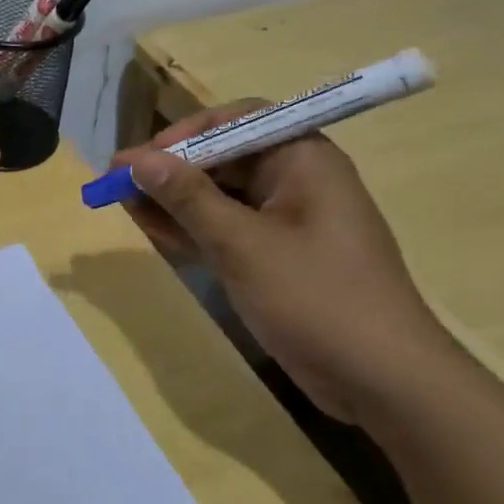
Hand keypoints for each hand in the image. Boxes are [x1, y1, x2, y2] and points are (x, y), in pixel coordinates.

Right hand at [114, 102, 452, 422]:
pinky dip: (195, 231)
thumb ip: (187, 197)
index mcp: (301, 159)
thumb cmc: (315, 298)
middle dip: (171, 171)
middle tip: (119, 187)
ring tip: (127, 210)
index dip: (183, 134)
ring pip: (221, 196)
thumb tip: (138, 159)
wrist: (385, 382)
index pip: (234, 121)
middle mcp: (297, 180)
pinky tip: (158, 236)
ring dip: (175, 202)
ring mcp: (290, 221)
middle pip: (223, 158)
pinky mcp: (281, 257)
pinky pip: (230, 230)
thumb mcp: (242, 244)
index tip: (141, 159)